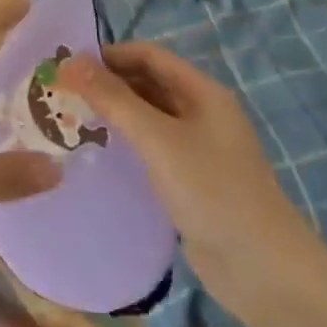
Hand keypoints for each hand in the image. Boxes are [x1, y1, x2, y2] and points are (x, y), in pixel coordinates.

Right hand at [56, 42, 324, 307]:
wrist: (264, 271)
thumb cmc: (212, 191)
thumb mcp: (158, 139)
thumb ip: (114, 99)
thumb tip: (72, 62)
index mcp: (202, 92)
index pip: (149, 55)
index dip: (109, 55)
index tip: (68, 65)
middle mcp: (201, 113)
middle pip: (148, 83)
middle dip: (108, 84)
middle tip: (63, 94)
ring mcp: (198, 148)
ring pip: (148, 117)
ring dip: (114, 114)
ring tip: (70, 121)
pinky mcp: (191, 181)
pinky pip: (152, 149)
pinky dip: (125, 144)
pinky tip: (98, 154)